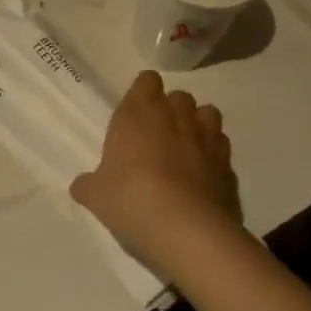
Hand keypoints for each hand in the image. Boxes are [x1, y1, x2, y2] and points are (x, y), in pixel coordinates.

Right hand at [71, 71, 242, 271]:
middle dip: (172, 110)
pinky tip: (203, 178)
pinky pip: (222, 150)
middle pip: (180, 96)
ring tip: (186, 149)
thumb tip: (81, 185)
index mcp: (139, 114)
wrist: (187, 230)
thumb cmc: (131, 199)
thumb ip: (89, 185)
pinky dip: (214, 158)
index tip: (137, 111)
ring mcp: (207, 140)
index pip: (147, 81)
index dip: (144, 92)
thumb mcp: (97, 195)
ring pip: (208, 115)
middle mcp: (176, 117)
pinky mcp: (229, 166)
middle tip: (158, 134)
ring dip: (198, 126)